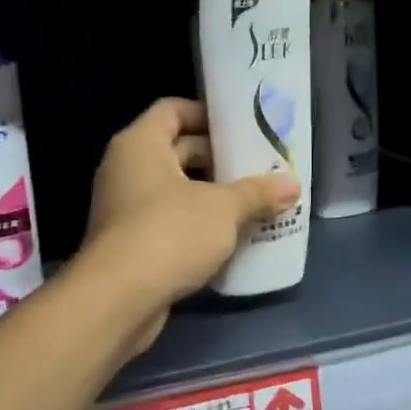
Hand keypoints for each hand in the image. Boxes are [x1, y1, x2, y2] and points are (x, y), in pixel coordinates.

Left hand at [79, 98, 299, 351]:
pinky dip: (197, 225)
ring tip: (254, 202)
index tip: (242, 127)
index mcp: (140, 145)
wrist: (118, 300)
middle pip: (177, 150)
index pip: (172, 110)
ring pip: (175, 190)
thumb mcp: (222, 209)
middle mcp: (126, 170)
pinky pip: (169, 222)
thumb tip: (291, 185)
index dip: (207, 113)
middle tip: (258, 166)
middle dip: (218, 159)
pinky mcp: (130, 244)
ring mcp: (125, 209)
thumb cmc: (169, 234)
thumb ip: (257, 193)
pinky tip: (231, 237)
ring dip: (211, 196)